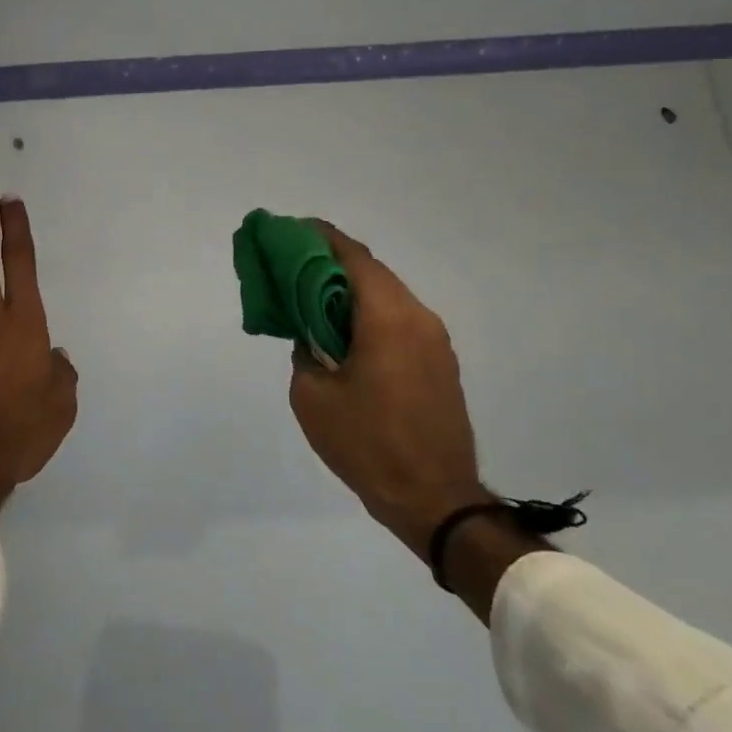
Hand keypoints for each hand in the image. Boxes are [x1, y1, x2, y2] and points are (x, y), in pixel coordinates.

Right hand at [288, 224, 487, 562]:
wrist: (436, 500)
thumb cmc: (368, 444)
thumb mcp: (313, 397)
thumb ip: (305, 352)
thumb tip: (312, 337)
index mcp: (386, 317)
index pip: (352, 257)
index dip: (320, 237)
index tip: (290, 231)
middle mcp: (417, 317)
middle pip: (371, 272)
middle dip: (330, 262)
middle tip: (293, 266)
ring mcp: (435, 341)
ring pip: (387, 296)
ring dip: (350, 291)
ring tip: (313, 300)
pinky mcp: (441, 364)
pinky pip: (400, 322)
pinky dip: (369, 315)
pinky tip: (344, 334)